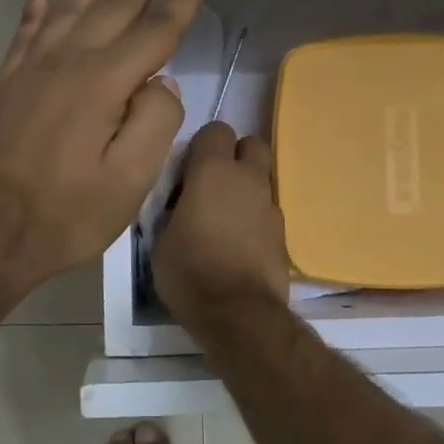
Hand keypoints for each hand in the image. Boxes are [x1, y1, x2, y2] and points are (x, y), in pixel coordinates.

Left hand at [0, 0, 211, 294]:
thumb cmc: (68, 213)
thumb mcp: (130, 182)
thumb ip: (155, 123)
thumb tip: (161, 82)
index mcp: (105, 83)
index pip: (156, 28)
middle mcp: (69, 61)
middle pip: (116, 1)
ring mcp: (32, 68)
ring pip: (70, 4)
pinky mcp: (8, 81)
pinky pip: (25, 30)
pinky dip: (36, 3)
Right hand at [154, 121, 289, 326]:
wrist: (238, 313)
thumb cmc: (189, 270)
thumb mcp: (161, 237)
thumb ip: (173, 206)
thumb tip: (181, 199)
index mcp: (213, 171)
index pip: (215, 130)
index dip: (202, 146)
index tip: (187, 169)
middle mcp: (247, 178)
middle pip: (251, 144)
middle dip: (234, 156)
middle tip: (211, 183)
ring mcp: (270, 204)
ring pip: (261, 179)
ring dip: (245, 189)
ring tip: (223, 218)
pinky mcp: (283, 232)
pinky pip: (266, 211)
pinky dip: (254, 217)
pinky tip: (238, 243)